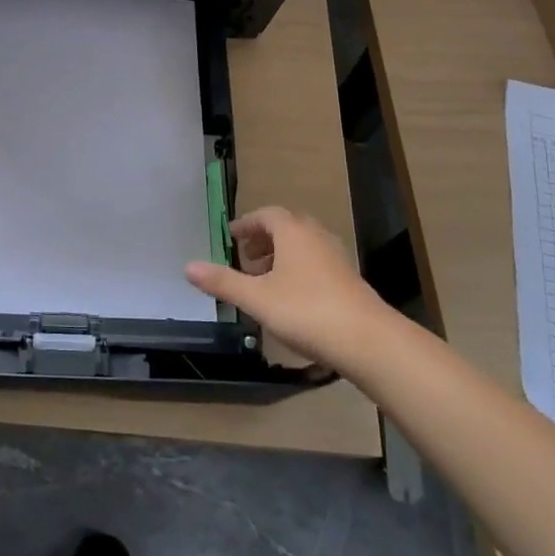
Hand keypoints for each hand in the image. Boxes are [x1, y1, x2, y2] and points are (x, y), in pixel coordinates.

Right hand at [185, 206, 386, 372]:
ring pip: (303, 246)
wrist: (367, 340)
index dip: (246, 224)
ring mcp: (336, 257)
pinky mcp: (349, 279)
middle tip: (245, 257)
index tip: (231, 236)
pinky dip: (299, 269)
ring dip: (282, 255)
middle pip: (286, 227)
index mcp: (292, 231)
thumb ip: (223, 282)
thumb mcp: (256, 298)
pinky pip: (317, 262)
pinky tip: (292, 297)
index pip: (266, 215)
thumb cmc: (306, 310)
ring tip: (265, 279)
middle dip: (263, 239)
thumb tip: (187, 267)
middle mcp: (316, 236)